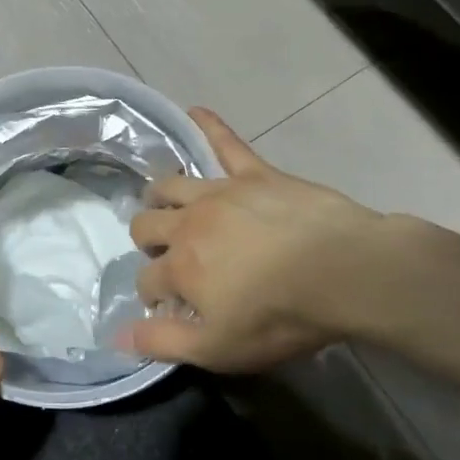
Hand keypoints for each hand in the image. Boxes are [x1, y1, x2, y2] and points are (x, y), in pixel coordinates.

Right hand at [126, 108, 382, 371]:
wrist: (344, 271)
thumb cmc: (280, 316)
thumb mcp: (218, 348)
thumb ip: (163, 343)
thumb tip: (116, 336)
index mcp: (179, 267)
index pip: (146, 281)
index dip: (151, 296)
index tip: (167, 306)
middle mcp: (187, 224)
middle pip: (146, 225)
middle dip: (147, 242)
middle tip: (166, 255)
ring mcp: (220, 193)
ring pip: (171, 185)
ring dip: (159, 195)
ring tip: (163, 204)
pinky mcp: (254, 174)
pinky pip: (226, 143)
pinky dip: (208, 126)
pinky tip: (194, 111)